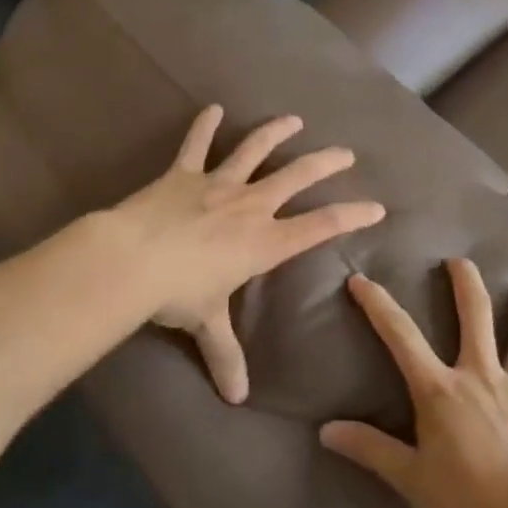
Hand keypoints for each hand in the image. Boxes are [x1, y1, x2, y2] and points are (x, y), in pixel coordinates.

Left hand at [110, 105, 385, 404]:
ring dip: (275, 133)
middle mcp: (249, 206)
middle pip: (296, 177)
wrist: (131, 259)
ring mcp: (217, 184)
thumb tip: (236, 399)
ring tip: (292, 119)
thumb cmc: (177, 293)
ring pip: (254, 151)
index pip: (319, 226)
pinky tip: (213, 108)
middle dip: (324, 163)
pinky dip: (205, 125)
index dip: (350, 215)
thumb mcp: (206, 323)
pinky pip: (197, 144)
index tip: (376, 206)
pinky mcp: (183, 173)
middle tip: (345, 152)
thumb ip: (225, 354)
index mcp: (263, 241)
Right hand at [320, 259, 507, 507]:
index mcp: (441, 390)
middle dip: (465, 286)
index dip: (378, 306)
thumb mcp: (409, 478)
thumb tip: (325, 431)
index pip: (401, 337)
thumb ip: (370, 449)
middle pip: (474, 318)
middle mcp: (481, 376)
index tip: (361, 279)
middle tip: (460, 261)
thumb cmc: (465, 502)